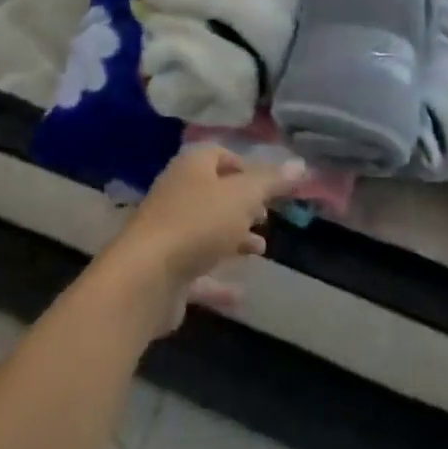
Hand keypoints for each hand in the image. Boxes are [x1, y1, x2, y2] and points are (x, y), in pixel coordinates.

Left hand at [99, 148, 304, 334]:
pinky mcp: (167, 270)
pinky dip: (219, 281)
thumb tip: (301, 163)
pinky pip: (199, 272)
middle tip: (265, 217)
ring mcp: (169, 232)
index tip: (268, 186)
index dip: (245, 167)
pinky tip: (241, 293)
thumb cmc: (198, 223)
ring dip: (233, 239)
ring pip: (207, 231)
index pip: (220, 154)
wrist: (145, 277)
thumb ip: (271, 182)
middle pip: (214, 193)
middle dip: (241, 204)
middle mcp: (178, 193)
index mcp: (192, 166)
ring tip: (260, 250)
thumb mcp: (243, 196)